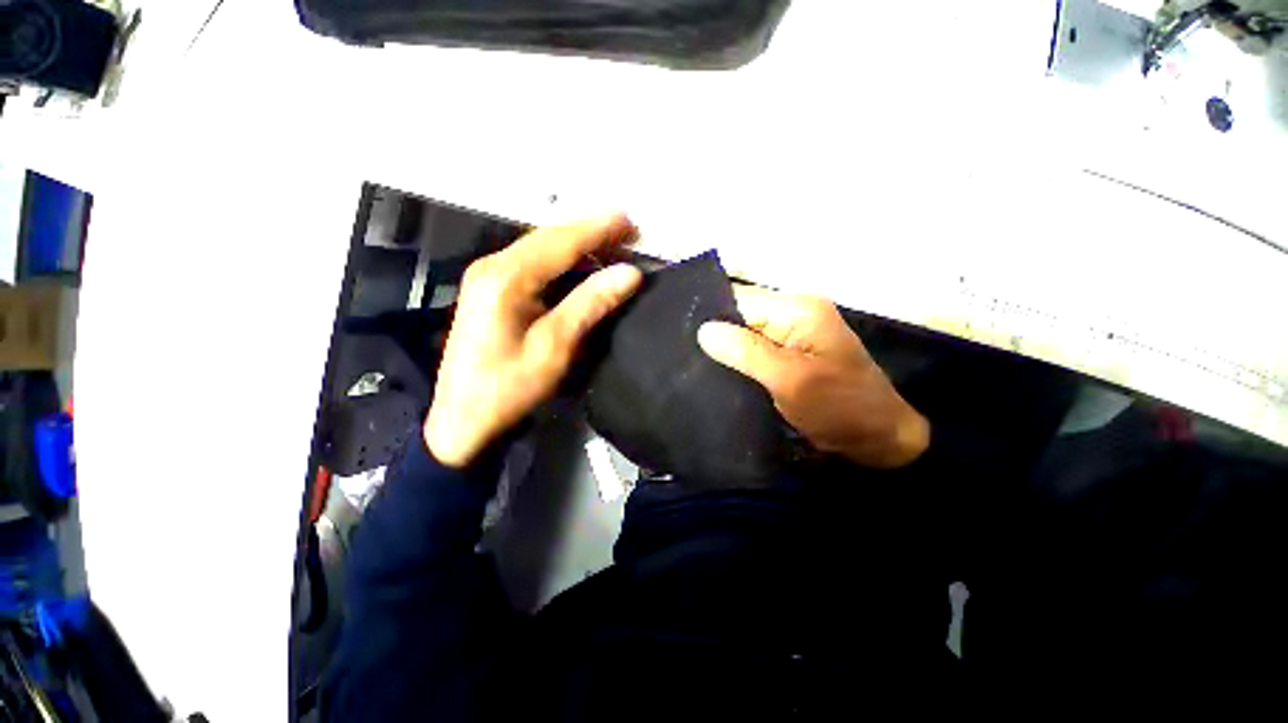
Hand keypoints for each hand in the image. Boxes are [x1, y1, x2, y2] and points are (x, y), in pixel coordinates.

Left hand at [425, 215, 642, 467]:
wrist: (459, 419)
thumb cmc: (505, 389)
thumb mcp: (553, 349)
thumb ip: (590, 304)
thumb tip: (630, 273)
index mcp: (506, 277)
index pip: (562, 240)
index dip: (600, 229)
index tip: (634, 223)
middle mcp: (492, 264)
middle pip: (548, 236)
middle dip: (590, 233)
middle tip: (630, 235)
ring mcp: (484, 273)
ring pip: (538, 246)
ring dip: (575, 245)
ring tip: (613, 250)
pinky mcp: (485, 286)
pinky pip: (528, 260)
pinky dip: (557, 259)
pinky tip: (579, 267)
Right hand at [697, 286, 929, 468]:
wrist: (882, 438)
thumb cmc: (840, 407)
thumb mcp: (791, 380)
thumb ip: (747, 352)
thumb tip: (703, 329)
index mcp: (800, 308)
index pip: (740, 300)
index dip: (710, 318)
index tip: (677, 341)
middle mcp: (799, 315)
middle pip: (745, 318)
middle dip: (718, 340)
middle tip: (683, 365)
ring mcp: (801, 338)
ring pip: (752, 340)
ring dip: (731, 358)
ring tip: (695, 375)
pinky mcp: (801, 361)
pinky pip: (764, 357)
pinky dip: (748, 370)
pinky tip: (724, 383)